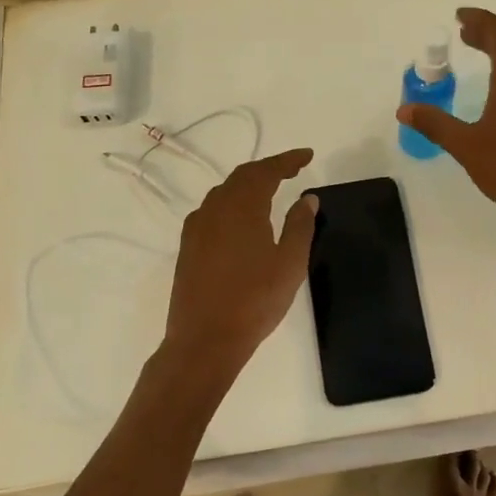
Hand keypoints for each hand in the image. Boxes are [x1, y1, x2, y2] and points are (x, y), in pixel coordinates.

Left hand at [160, 148, 318, 386]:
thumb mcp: (290, 264)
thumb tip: (307, 198)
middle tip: (292, 169)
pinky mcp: (188, 246)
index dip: (287, 160)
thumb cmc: (254, 301)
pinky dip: (232, 202)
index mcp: (242, 207)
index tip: (307, 155)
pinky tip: (240, 217)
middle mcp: (215, 209)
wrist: (204, 340)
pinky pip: (212, 210)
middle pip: (242, 176)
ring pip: (224, 192)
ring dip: (248, 184)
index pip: (266, 171)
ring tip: (270, 189)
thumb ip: (300, 226)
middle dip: (268, 169)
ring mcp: (197, 227)